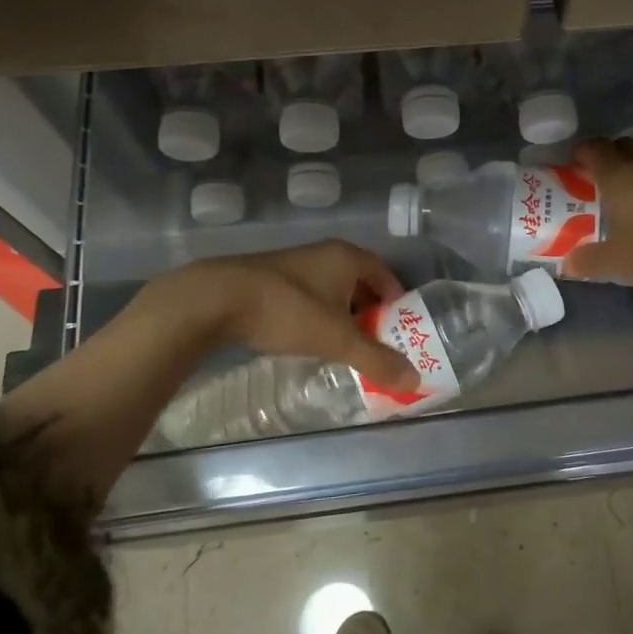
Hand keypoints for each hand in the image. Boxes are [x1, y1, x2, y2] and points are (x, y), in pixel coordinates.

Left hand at [153, 240, 418, 390]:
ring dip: (342, 314)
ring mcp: (294, 263)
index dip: (397, 300)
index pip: (385, 273)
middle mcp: (324, 254)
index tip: (402, 328)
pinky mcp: (269, 278)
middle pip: (359, 281)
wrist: (217, 299)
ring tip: (346, 344)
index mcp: (347, 257)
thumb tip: (415, 380)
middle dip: (370, 311)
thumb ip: (376, 359)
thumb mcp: (337, 339)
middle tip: (378, 341)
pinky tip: (308, 338)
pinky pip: (306, 295)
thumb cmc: (288, 311)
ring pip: (330, 289)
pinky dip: (316, 314)